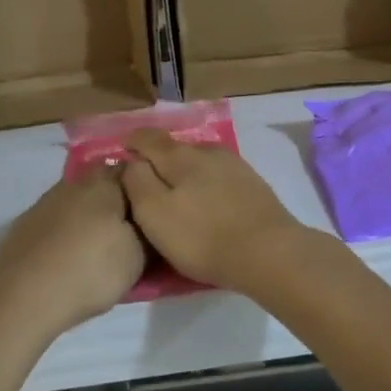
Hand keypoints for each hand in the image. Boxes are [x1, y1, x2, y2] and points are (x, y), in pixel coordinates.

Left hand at [0, 167, 144, 335]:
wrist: (24, 296)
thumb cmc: (91, 270)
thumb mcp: (138, 256)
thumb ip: (147, 232)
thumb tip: (150, 221)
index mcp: (105, 183)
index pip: (133, 169)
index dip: (146, 186)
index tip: (155, 206)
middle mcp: (74, 183)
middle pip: (102, 182)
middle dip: (116, 200)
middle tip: (130, 226)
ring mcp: (45, 202)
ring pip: (76, 200)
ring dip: (88, 215)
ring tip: (99, 244)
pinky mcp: (25, 225)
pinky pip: (56, 220)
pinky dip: (65, 231)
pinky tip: (69, 253)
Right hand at [121, 129, 315, 292]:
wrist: (270, 253)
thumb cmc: (203, 236)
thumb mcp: (154, 213)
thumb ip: (136, 182)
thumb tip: (130, 162)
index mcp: (179, 155)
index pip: (147, 137)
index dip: (130, 144)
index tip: (121, 158)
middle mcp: (208, 150)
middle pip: (174, 148)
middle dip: (158, 161)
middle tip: (146, 186)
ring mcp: (235, 166)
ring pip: (199, 162)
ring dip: (185, 174)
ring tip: (178, 198)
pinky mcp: (253, 185)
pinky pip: (219, 177)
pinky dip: (207, 185)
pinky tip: (208, 205)